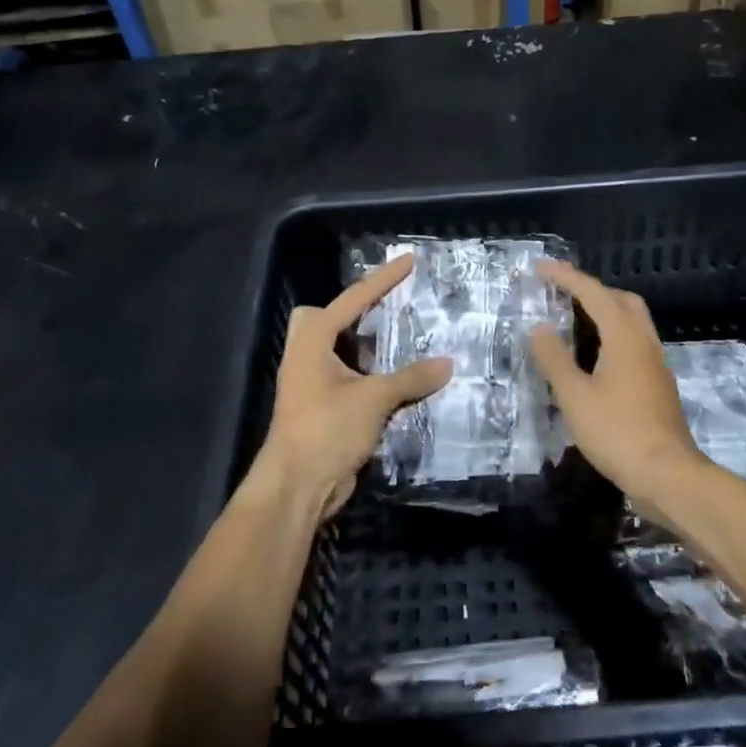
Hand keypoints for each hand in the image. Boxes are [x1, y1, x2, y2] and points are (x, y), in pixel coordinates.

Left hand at [251, 254, 451, 519]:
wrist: (297, 486)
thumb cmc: (327, 429)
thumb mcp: (374, 399)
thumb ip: (411, 378)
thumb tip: (448, 363)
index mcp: (313, 341)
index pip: (354, 299)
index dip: (384, 279)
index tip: (409, 260)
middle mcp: (309, 356)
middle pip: (328, 319)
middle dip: (355, 313)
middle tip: (391, 311)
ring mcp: (313, 383)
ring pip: (340, 351)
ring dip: (369, 347)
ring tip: (407, 340)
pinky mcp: (324, 408)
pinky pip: (350, 378)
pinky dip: (373, 375)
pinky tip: (402, 380)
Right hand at [527, 261, 706, 504]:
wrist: (667, 474)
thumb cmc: (616, 432)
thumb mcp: (574, 396)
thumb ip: (554, 359)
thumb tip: (538, 327)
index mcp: (624, 337)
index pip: (593, 293)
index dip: (566, 277)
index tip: (541, 267)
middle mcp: (645, 343)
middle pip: (623, 300)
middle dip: (593, 290)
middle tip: (564, 293)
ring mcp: (656, 365)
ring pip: (634, 322)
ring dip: (607, 312)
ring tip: (576, 322)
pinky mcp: (659, 385)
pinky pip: (636, 344)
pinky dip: (614, 336)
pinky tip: (597, 358)